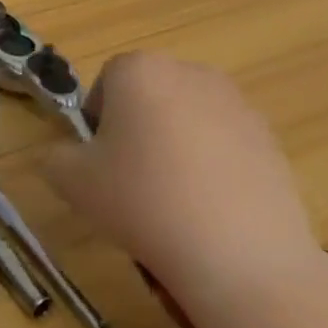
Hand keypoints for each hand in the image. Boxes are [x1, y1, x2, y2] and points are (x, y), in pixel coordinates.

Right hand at [42, 53, 326, 327]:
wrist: (242, 259)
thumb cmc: (143, 203)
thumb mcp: (71, 182)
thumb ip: (55, 157)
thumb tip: (69, 157)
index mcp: (138, 69)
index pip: (106, 82)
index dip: (97, 123)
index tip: (100, 164)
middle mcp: (188, 72)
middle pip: (149, 98)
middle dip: (138, 132)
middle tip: (131, 183)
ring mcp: (236, 104)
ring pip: (187, 122)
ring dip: (176, 150)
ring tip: (174, 205)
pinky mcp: (271, 140)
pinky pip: (225, 147)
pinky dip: (214, 170)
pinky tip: (211, 215)